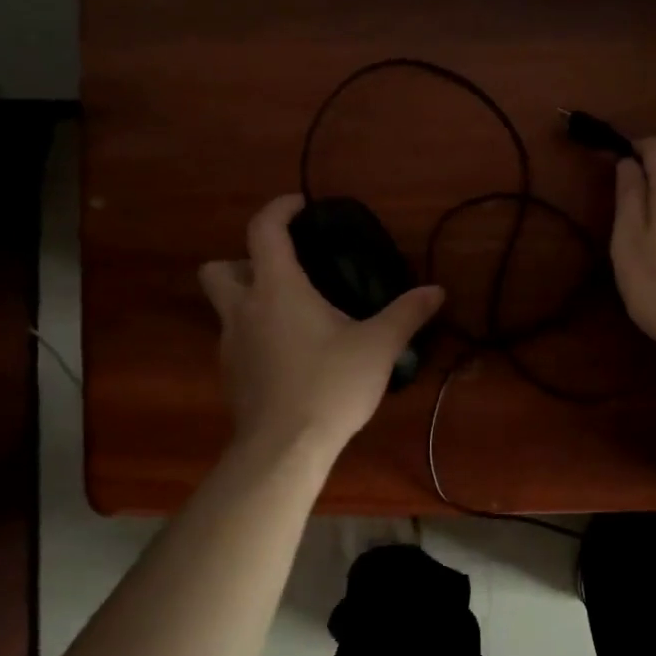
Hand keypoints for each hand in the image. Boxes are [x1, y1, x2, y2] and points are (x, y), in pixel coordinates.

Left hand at [199, 195, 443, 452]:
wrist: (284, 450)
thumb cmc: (330, 385)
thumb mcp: (379, 347)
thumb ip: (407, 314)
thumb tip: (437, 291)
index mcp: (277, 289)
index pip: (263, 230)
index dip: (279, 209)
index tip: (300, 205)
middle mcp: (244, 310)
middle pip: (218, 269)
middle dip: (243, 261)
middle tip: (283, 272)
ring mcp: (230, 346)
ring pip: (226, 308)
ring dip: (251, 301)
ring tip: (295, 316)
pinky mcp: (231, 377)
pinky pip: (237, 341)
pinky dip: (257, 335)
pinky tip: (291, 356)